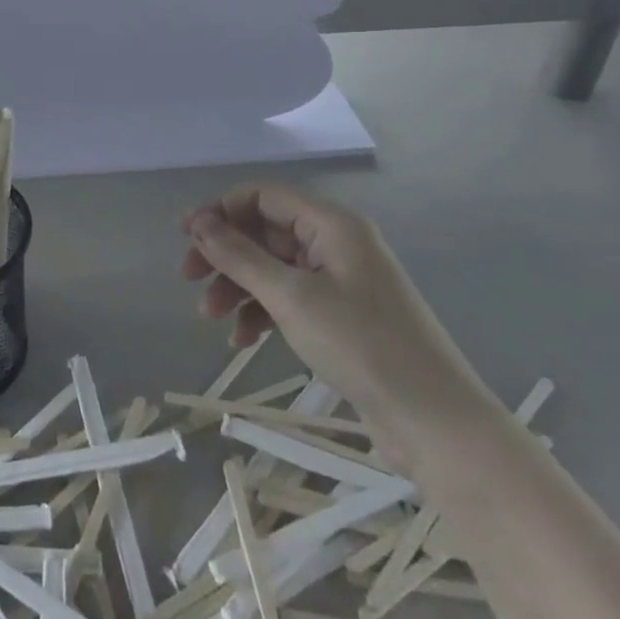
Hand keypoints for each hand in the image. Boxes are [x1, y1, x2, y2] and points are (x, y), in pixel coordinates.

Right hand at [181, 185, 494, 461]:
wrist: (434, 421)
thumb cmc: (362, 346)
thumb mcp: (292, 297)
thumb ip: (240, 256)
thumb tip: (199, 223)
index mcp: (333, 225)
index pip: (263, 197)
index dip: (220, 211)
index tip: (184, 238)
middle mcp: (336, 244)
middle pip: (264, 232)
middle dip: (225, 255)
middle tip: (188, 279)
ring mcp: (339, 282)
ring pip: (272, 268)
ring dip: (238, 287)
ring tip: (210, 318)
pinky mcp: (340, 316)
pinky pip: (288, 299)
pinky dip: (261, 313)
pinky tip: (242, 341)